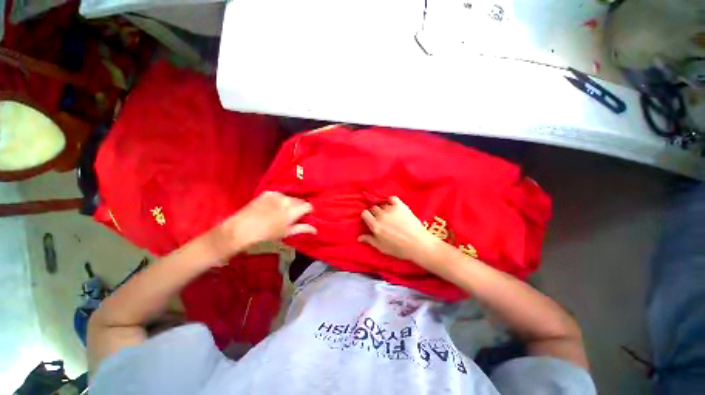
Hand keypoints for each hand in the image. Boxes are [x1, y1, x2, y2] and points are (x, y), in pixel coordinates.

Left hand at [210, 191, 315, 258]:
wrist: (242, 228)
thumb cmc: (267, 234)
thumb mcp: (287, 232)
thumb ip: (303, 228)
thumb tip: (315, 229)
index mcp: (293, 210)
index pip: (308, 205)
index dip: (309, 211)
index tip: (306, 216)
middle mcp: (287, 199)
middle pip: (300, 200)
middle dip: (299, 207)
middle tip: (293, 216)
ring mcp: (277, 194)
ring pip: (290, 197)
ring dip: (290, 203)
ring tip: (282, 212)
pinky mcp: (268, 192)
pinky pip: (280, 195)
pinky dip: (280, 200)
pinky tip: (273, 208)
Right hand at [358, 196, 438, 263]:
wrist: (418, 244)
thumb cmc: (399, 248)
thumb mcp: (382, 247)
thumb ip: (370, 240)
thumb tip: (358, 237)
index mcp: (375, 225)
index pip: (365, 213)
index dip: (366, 216)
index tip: (370, 219)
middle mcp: (381, 215)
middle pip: (373, 208)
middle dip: (375, 212)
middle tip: (381, 219)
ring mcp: (391, 209)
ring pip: (382, 204)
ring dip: (383, 208)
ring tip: (388, 214)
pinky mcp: (401, 206)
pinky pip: (392, 198)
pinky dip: (390, 201)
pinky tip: (392, 205)